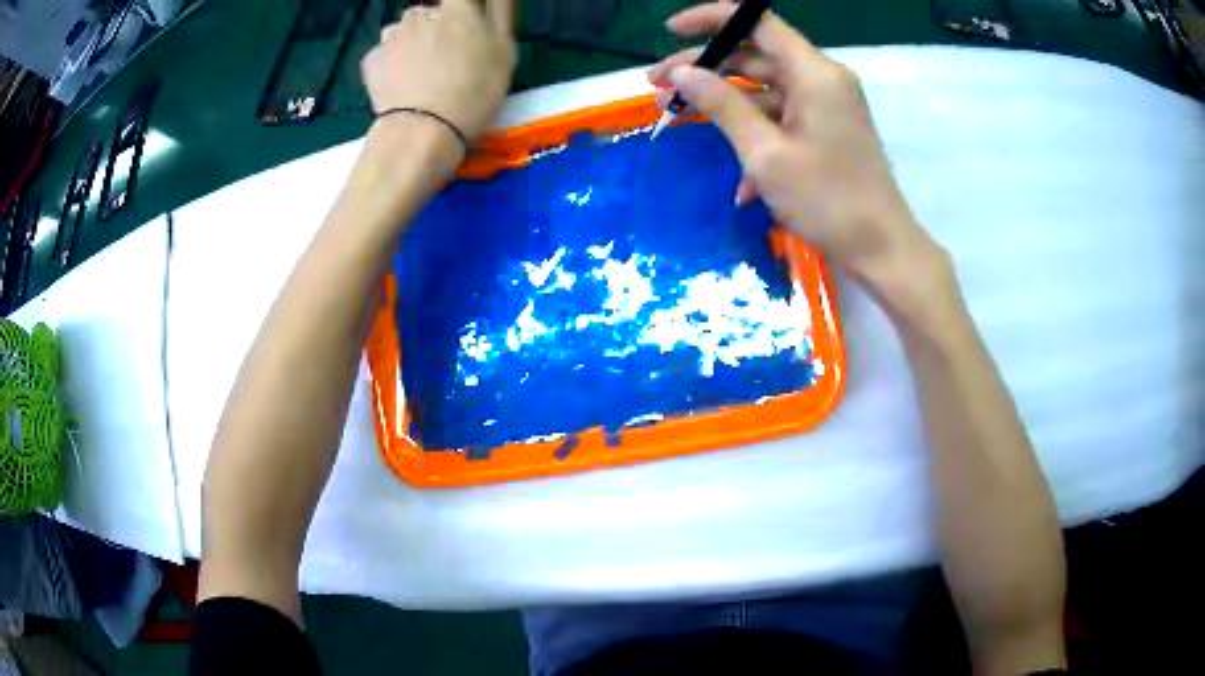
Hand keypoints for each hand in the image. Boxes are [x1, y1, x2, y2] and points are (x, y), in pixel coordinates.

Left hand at [362, 0, 515, 142]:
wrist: (422, 131)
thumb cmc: (474, 91)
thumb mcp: (504, 52)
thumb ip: (500, 16)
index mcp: (456, 9)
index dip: (461, 13)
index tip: (465, 31)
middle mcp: (420, 14)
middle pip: (429, 14)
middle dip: (435, 28)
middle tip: (445, 59)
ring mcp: (391, 36)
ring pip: (403, 31)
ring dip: (411, 43)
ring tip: (419, 74)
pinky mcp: (371, 60)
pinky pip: (384, 54)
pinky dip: (391, 64)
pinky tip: (400, 84)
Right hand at [649, 3, 938, 281]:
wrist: (881, 251)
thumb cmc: (827, 201)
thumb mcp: (765, 153)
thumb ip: (722, 105)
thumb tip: (681, 72)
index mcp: (814, 73)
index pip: (757, 21)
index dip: (711, 18)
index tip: (669, 31)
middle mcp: (822, 80)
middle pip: (755, 56)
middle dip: (705, 68)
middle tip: (657, 87)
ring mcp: (825, 106)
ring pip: (764, 89)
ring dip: (723, 105)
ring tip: (677, 119)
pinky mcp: (826, 130)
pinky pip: (782, 119)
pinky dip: (755, 137)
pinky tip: (739, 182)